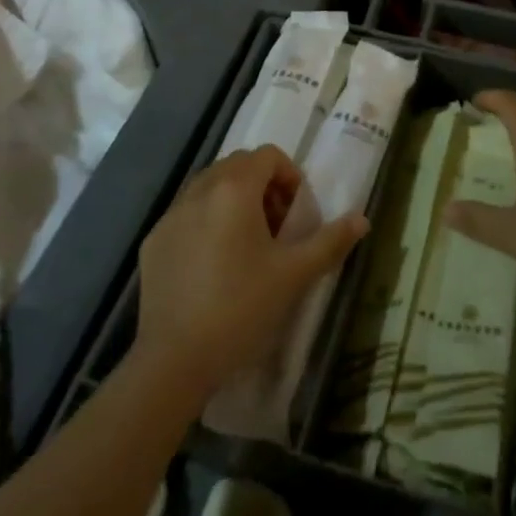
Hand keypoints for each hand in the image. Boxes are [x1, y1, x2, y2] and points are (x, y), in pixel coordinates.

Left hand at [135, 146, 367, 399]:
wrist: (174, 360)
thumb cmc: (241, 309)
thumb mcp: (294, 275)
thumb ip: (330, 241)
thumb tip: (362, 218)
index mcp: (234, 189)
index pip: (267, 155)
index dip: (290, 175)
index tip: (297, 212)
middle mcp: (199, 190)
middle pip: (238, 165)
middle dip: (263, 185)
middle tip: (277, 227)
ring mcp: (171, 215)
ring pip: (210, 186)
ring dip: (234, 200)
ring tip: (248, 244)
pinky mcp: (153, 240)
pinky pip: (187, 213)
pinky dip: (207, 221)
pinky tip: (214, 265)